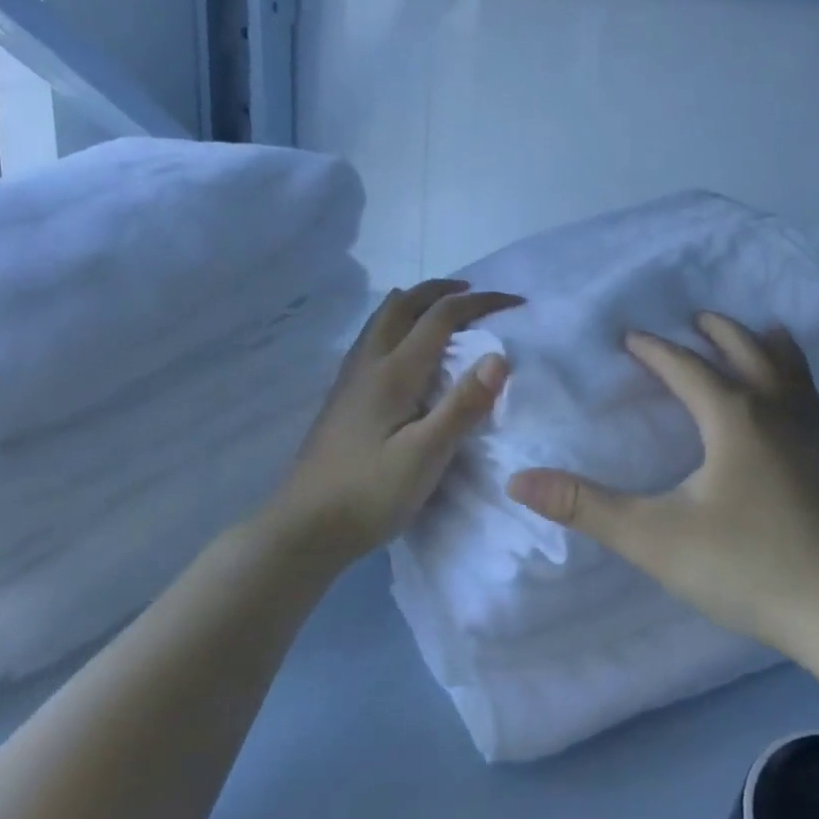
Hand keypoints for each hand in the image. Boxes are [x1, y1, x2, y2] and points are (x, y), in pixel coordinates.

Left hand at [271, 279, 521, 569]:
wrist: (304, 528)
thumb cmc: (369, 494)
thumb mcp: (425, 456)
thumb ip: (462, 405)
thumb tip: (499, 356)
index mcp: (393, 372)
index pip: (441, 317)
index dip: (480, 303)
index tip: (515, 303)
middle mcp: (369, 363)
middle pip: (404, 304)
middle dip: (441, 290)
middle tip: (473, 293)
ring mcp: (350, 379)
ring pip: (382, 318)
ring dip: (415, 301)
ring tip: (439, 308)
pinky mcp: (342, 397)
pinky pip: (372, 338)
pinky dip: (396, 323)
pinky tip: (401, 348)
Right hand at [507, 312, 818, 656]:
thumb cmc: (749, 566)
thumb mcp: (655, 538)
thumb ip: (587, 507)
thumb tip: (519, 481)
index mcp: (734, 418)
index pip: (686, 367)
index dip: (655, 350)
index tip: (631, 337)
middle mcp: (777, 414)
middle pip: (747, 353)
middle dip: (718, 332)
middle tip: (697, 317)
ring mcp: (813, 439)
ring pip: (790, 373)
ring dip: (768, 346)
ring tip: (765, 330)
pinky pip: (811, 402)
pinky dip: (798, 381)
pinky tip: (798, 404)